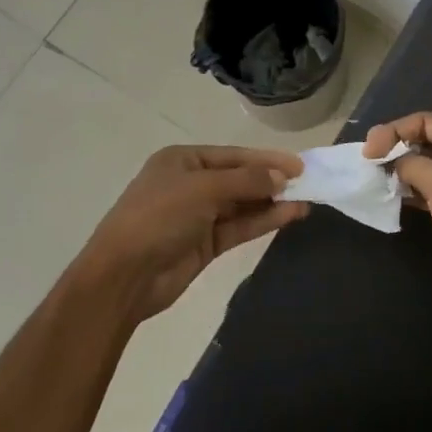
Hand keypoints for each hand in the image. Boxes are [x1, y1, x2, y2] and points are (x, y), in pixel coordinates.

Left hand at [80, 145, 307, 321]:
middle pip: (239, 178)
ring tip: (306, 200)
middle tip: (308, 183)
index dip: (266, 159)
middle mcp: (191, 184)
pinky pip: (240, 227)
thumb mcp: (203, 189)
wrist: (123, 276)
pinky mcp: (205, 244)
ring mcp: (198, 215)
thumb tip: (281, 178)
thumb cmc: (159, 217)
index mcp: (182, 161)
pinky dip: (263, 221)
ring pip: (243, 204)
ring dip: (272, 202)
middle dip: (271, 180)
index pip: (233, 155)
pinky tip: (288, 216)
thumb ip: (246, 181)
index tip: (299, 165)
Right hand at [363, 113, 431, 310]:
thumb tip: (393, 162)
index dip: (394, 130)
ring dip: (404, 168)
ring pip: (430, 164)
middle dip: (398, 147)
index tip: (368, 151)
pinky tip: (394, 195)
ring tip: (377, 177)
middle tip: (369, 160)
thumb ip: (410, 163)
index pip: (426, 121)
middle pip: (428, 138)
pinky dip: (414, 187)